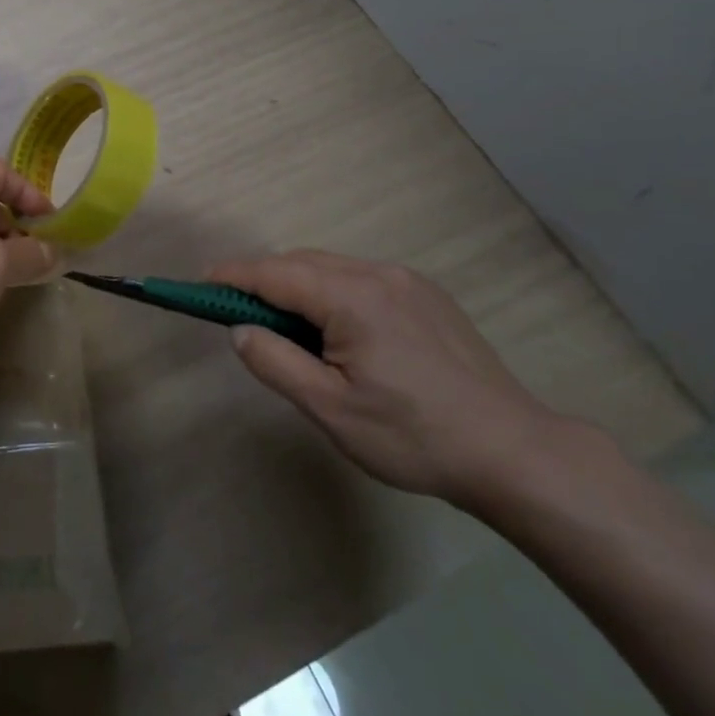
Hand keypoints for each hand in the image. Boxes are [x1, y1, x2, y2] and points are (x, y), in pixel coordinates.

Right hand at [211, 250, 575, 509]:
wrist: (515, 453)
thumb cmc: (414, 436)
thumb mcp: (331, 410)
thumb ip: (276, 363)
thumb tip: (240, 329)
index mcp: (351, 297)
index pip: (274, 272)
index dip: (232, 276)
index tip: (200, 284)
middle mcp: (378, 274)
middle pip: (301, 262)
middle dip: (263, 280)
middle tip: (237, 313)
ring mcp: (407, 281)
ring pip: (331, 268)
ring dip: (297, 286)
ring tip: (285, 327)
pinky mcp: (426, 295)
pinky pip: (361, 278)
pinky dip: (331, 291)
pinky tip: (337, 330)